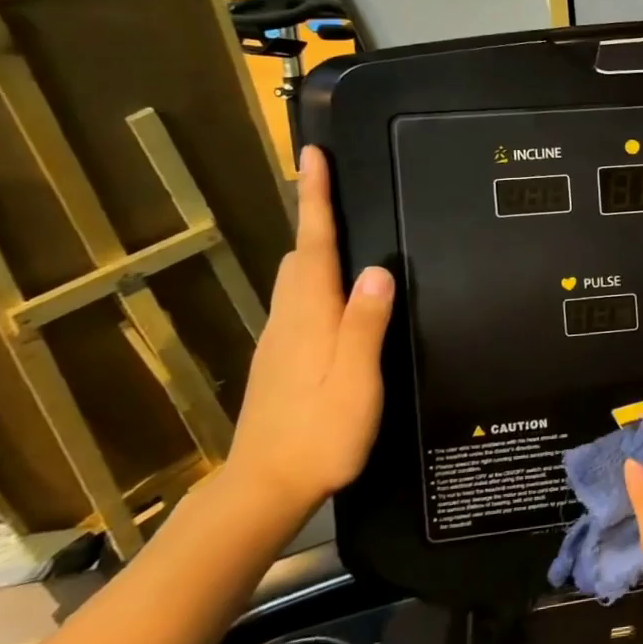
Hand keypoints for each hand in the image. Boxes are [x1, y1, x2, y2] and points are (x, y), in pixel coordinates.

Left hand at [224, 145, 393, 524]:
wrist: (264, 488)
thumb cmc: (319, 433)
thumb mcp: (355, 380)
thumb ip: (365, 324)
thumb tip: (378, 269)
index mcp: (311, 316)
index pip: (313, 244)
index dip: (314, 199)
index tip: (313, 155)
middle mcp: (289, 319)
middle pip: (299, 255)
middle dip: (312, 216)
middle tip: (332, 186)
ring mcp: (280, 341)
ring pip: (296, 279)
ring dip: (314, 247)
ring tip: (340, 231)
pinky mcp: (280, 361)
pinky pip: (299, 303)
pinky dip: (315, 281)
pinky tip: (337, 297)